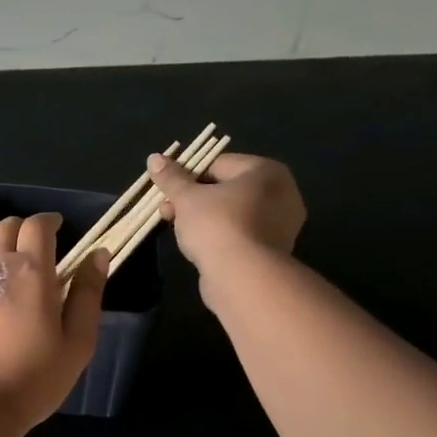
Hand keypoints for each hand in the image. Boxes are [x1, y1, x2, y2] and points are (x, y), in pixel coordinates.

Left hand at [0, 214, 106, 432]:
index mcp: (31, 270)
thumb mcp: (77, 342)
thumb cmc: (33, 379)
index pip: (38, 225)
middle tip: (36, 249)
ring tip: (4, 254)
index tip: (58, 229)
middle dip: (25, 229)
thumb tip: (98, 254)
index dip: (50, 222)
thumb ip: (88, 294)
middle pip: (7, 225)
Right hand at [148, 152, 306, 282]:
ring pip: (232, 213)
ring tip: (177, 229)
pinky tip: (198, 246)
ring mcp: (281, 225)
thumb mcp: (187, 198)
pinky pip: (239, 234)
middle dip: (192, 198)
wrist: (243, 278)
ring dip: (203, 218)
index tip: (167, 190)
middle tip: (166, 211)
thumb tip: (154, 158)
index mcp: (266, 171)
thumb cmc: (217, 225)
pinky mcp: (272, 251)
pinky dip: (219, 236)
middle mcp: (282, 194)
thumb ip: (171, 178)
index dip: (187, 175)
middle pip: (226, 189)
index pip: (218, 163)